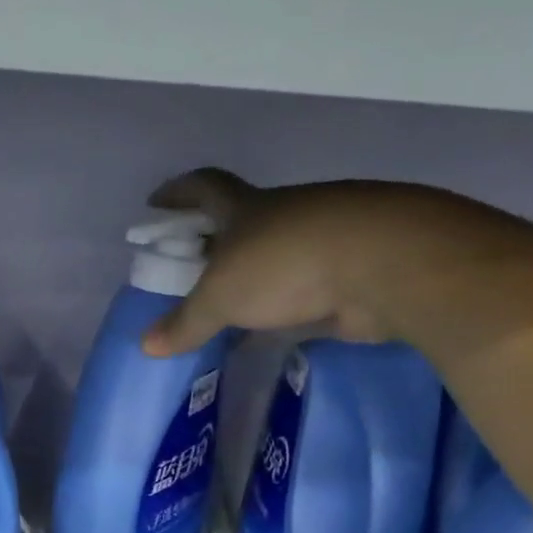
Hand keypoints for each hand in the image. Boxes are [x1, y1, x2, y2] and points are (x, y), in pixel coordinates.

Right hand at [139, 170, 499, 355]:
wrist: (386, 263)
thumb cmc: (286, 265)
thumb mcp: (221, 298)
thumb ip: (185, 322)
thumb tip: (146, 346)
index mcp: (246, 207)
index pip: (204, 187)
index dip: (178, 192)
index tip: (155, 203)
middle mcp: (283, 214)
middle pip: (240, 220)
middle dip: (214, 240)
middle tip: (191, 267)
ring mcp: (321, 239)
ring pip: (277, 253)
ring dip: (255, 274)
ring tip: (232, 304)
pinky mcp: (350, 269)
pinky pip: (306, 286)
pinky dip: (287, 302)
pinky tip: (275, 325)